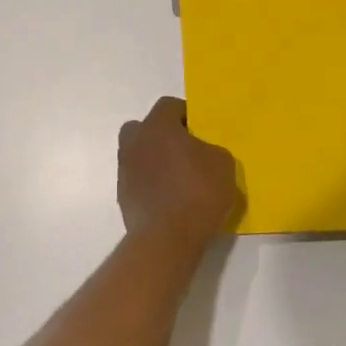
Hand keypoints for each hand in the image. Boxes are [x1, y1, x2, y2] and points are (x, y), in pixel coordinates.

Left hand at [118, 97, 242, 254]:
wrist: (167, 239)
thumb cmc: (197, 192)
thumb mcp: (223, 164)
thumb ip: (211, 149)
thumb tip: (202, 153)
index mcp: (157, 126)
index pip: (169, 106)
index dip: (186, 114)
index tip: (201, 129)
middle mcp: (135, 141)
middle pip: (146, 127)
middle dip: (163, 135)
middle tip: (185, 150)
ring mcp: (125, 169)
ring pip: (140, 154)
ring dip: (156, 160)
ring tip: (179, 178)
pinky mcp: (123, 195)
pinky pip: (139, 179)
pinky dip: (152, 184)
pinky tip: (170, 199)